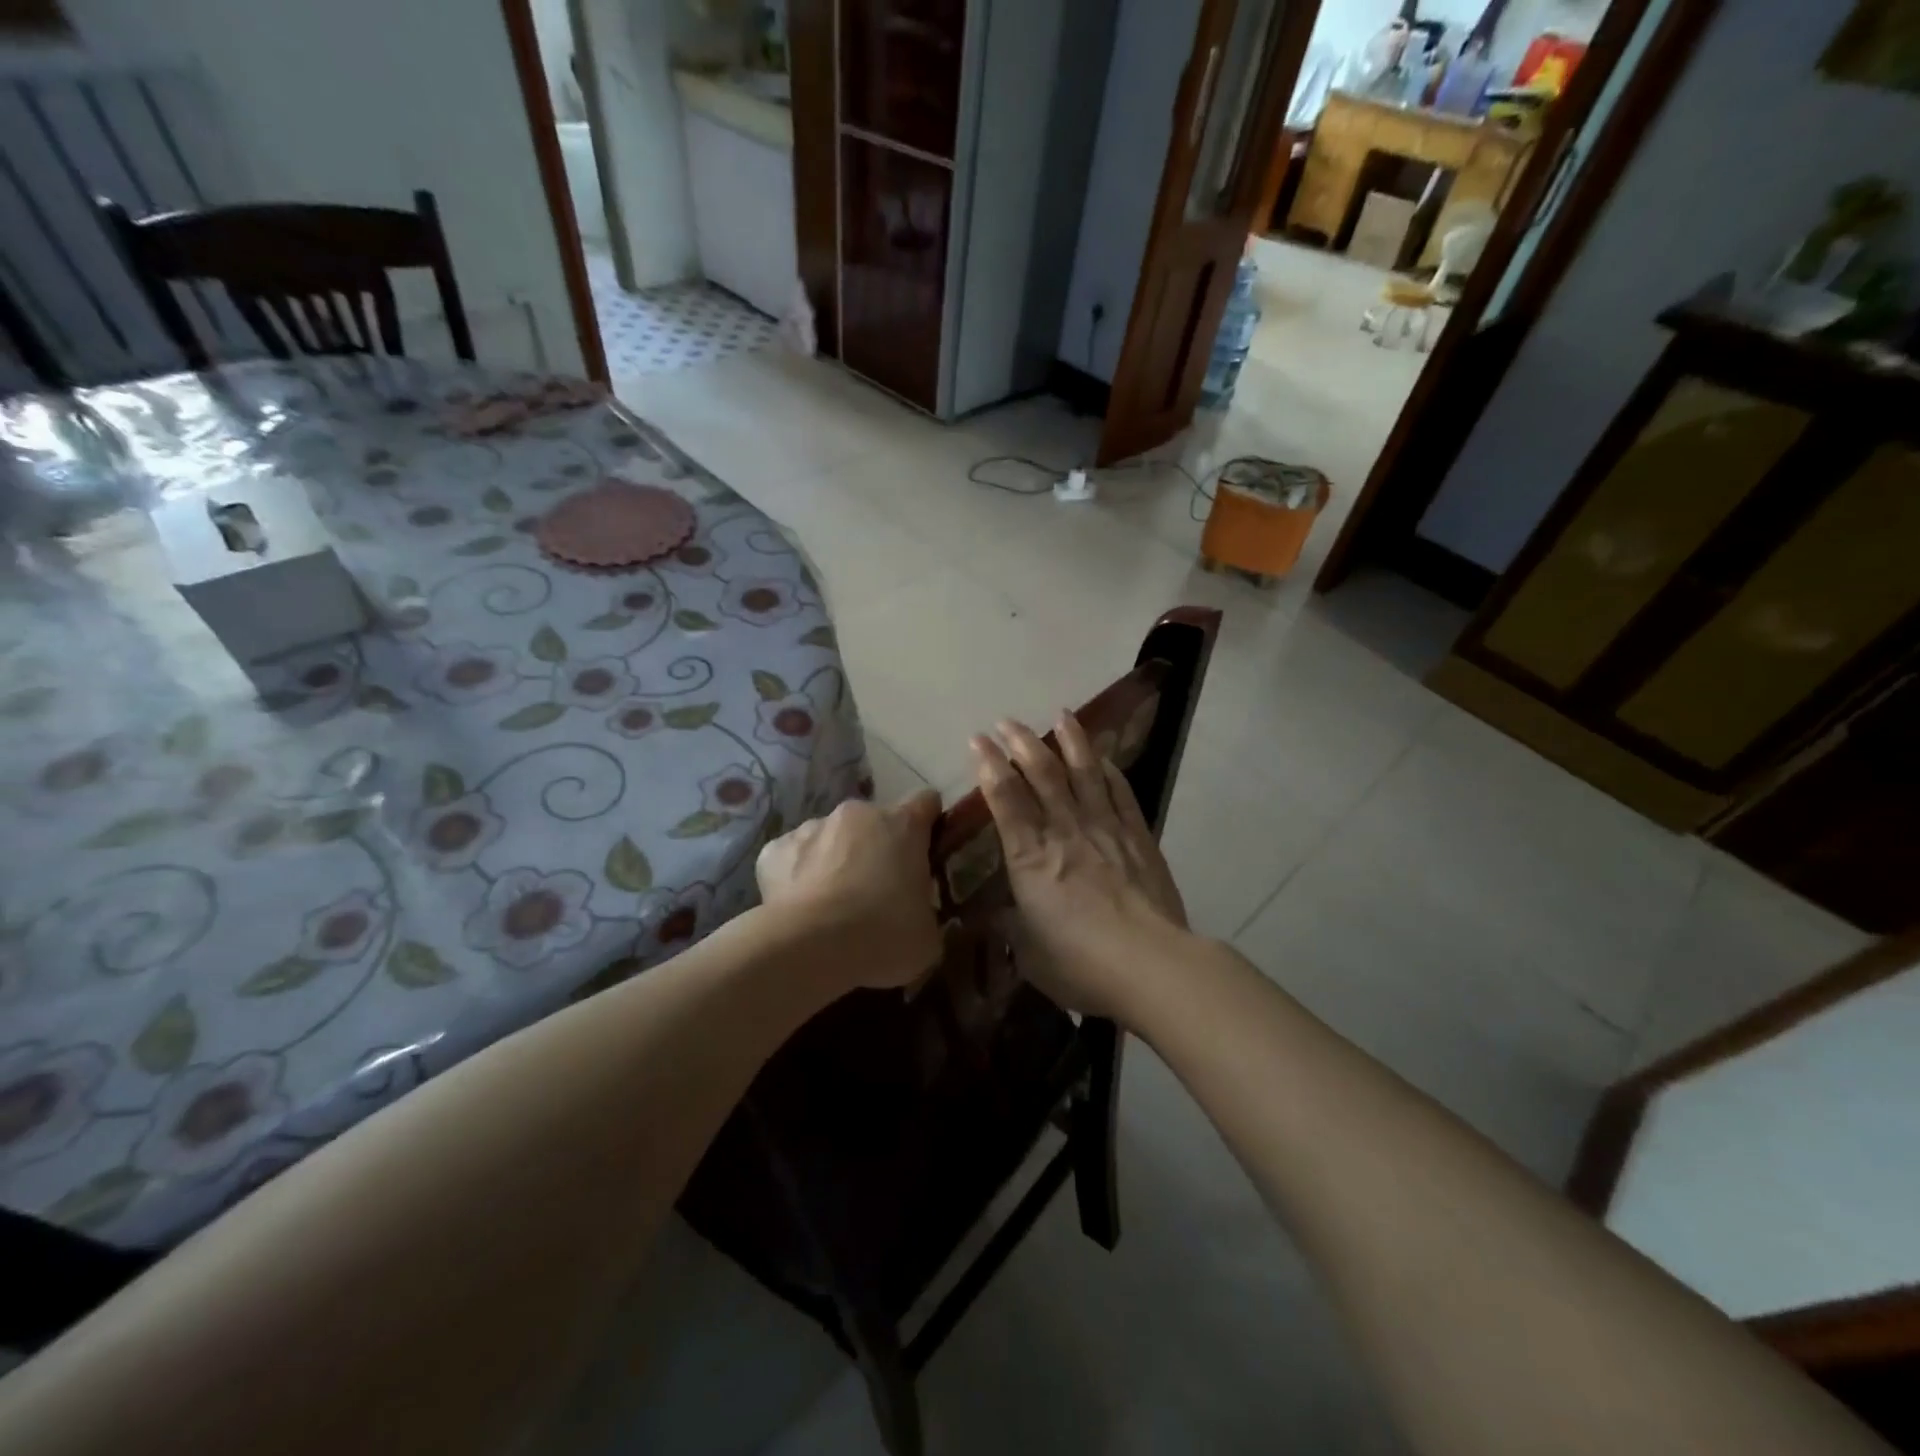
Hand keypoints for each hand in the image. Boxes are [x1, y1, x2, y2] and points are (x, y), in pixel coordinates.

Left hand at [755, 790, 943, 992]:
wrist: (811, 948)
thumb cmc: (884, 935)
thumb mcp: (928, 936)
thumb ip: (926, 912)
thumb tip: (917, 916)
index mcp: (903, 825)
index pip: (926, 802)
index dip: (928, 825)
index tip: (927, 852)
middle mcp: (857, 814)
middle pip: (874, 821)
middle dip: (877, 847)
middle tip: (878, 892)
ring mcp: (812, 827)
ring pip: (830, 837)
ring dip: (836, 860)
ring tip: (833, 906)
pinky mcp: (774, 850)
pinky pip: (792, 857)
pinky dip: (797, 876)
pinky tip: (800, 909)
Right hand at [971, 715, 1190, 1021]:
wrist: (1152, 966)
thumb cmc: (1080, 965)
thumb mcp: (1029, 953)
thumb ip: (1011, 927)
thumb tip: (997, 916)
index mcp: (1030, 857)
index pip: (1005, 799)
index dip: (988, 765)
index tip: (977, 740)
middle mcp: (1065, 831)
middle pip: (1042, 774)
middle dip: (1022, 743)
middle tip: (1007, 721)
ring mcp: (1106, 829)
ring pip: (1084, 773)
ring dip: (1070, 741)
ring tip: (1061, 715)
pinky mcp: (1138, 836)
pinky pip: (1121, 792)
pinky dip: (1109, 770)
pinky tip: (1102, 756)